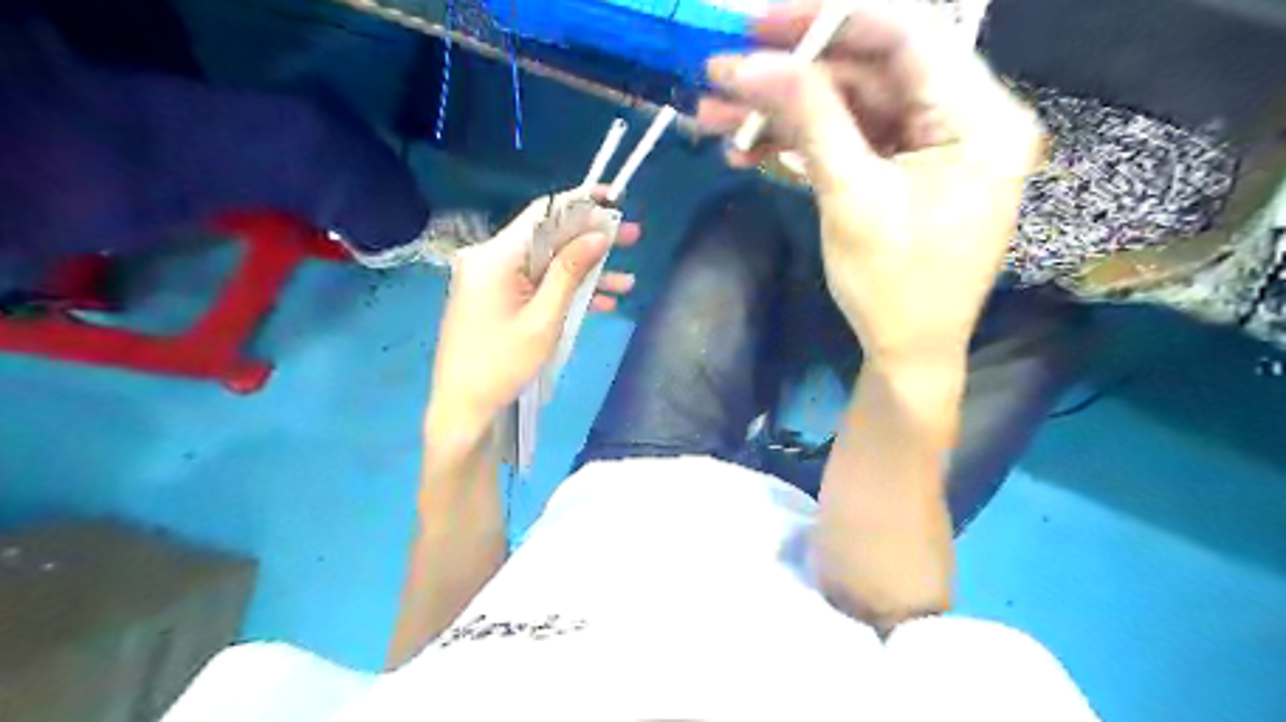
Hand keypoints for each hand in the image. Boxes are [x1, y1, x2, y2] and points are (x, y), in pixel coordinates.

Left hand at [425, 192, 637, 434]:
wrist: (463, 406)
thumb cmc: (501, 365)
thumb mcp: (544, 320)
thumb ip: (570, 273)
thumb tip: (597, 235)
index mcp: (495, 257)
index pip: (542, 214)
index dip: (580, 203)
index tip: (614, 199)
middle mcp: (490, 259)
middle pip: (548, 238)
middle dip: (591, 239)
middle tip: (632, 237)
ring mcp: (492, 279)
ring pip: (546, 264)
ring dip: (585, 272)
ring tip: (627, 282)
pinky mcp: (497, 298)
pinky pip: (536, 284)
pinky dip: (565, 291)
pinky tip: (601, 304)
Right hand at [698, 1, 1036, 367]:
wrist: (907, 353)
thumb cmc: (894, 288)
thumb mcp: (851, 198)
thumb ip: (809, 118)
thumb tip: (752, 62)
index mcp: (978, 118)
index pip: (906, 33)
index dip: (827, 18)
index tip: (758, 20)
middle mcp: (963, 117)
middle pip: (868, 68)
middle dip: (789, 73)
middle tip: (720, 73)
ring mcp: (929, 144)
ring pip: (849, 105)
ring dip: (782, 111)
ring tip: (714, 118)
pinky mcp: (901, 168)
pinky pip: (848, 138)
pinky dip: (798, 142)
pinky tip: (747, 150)